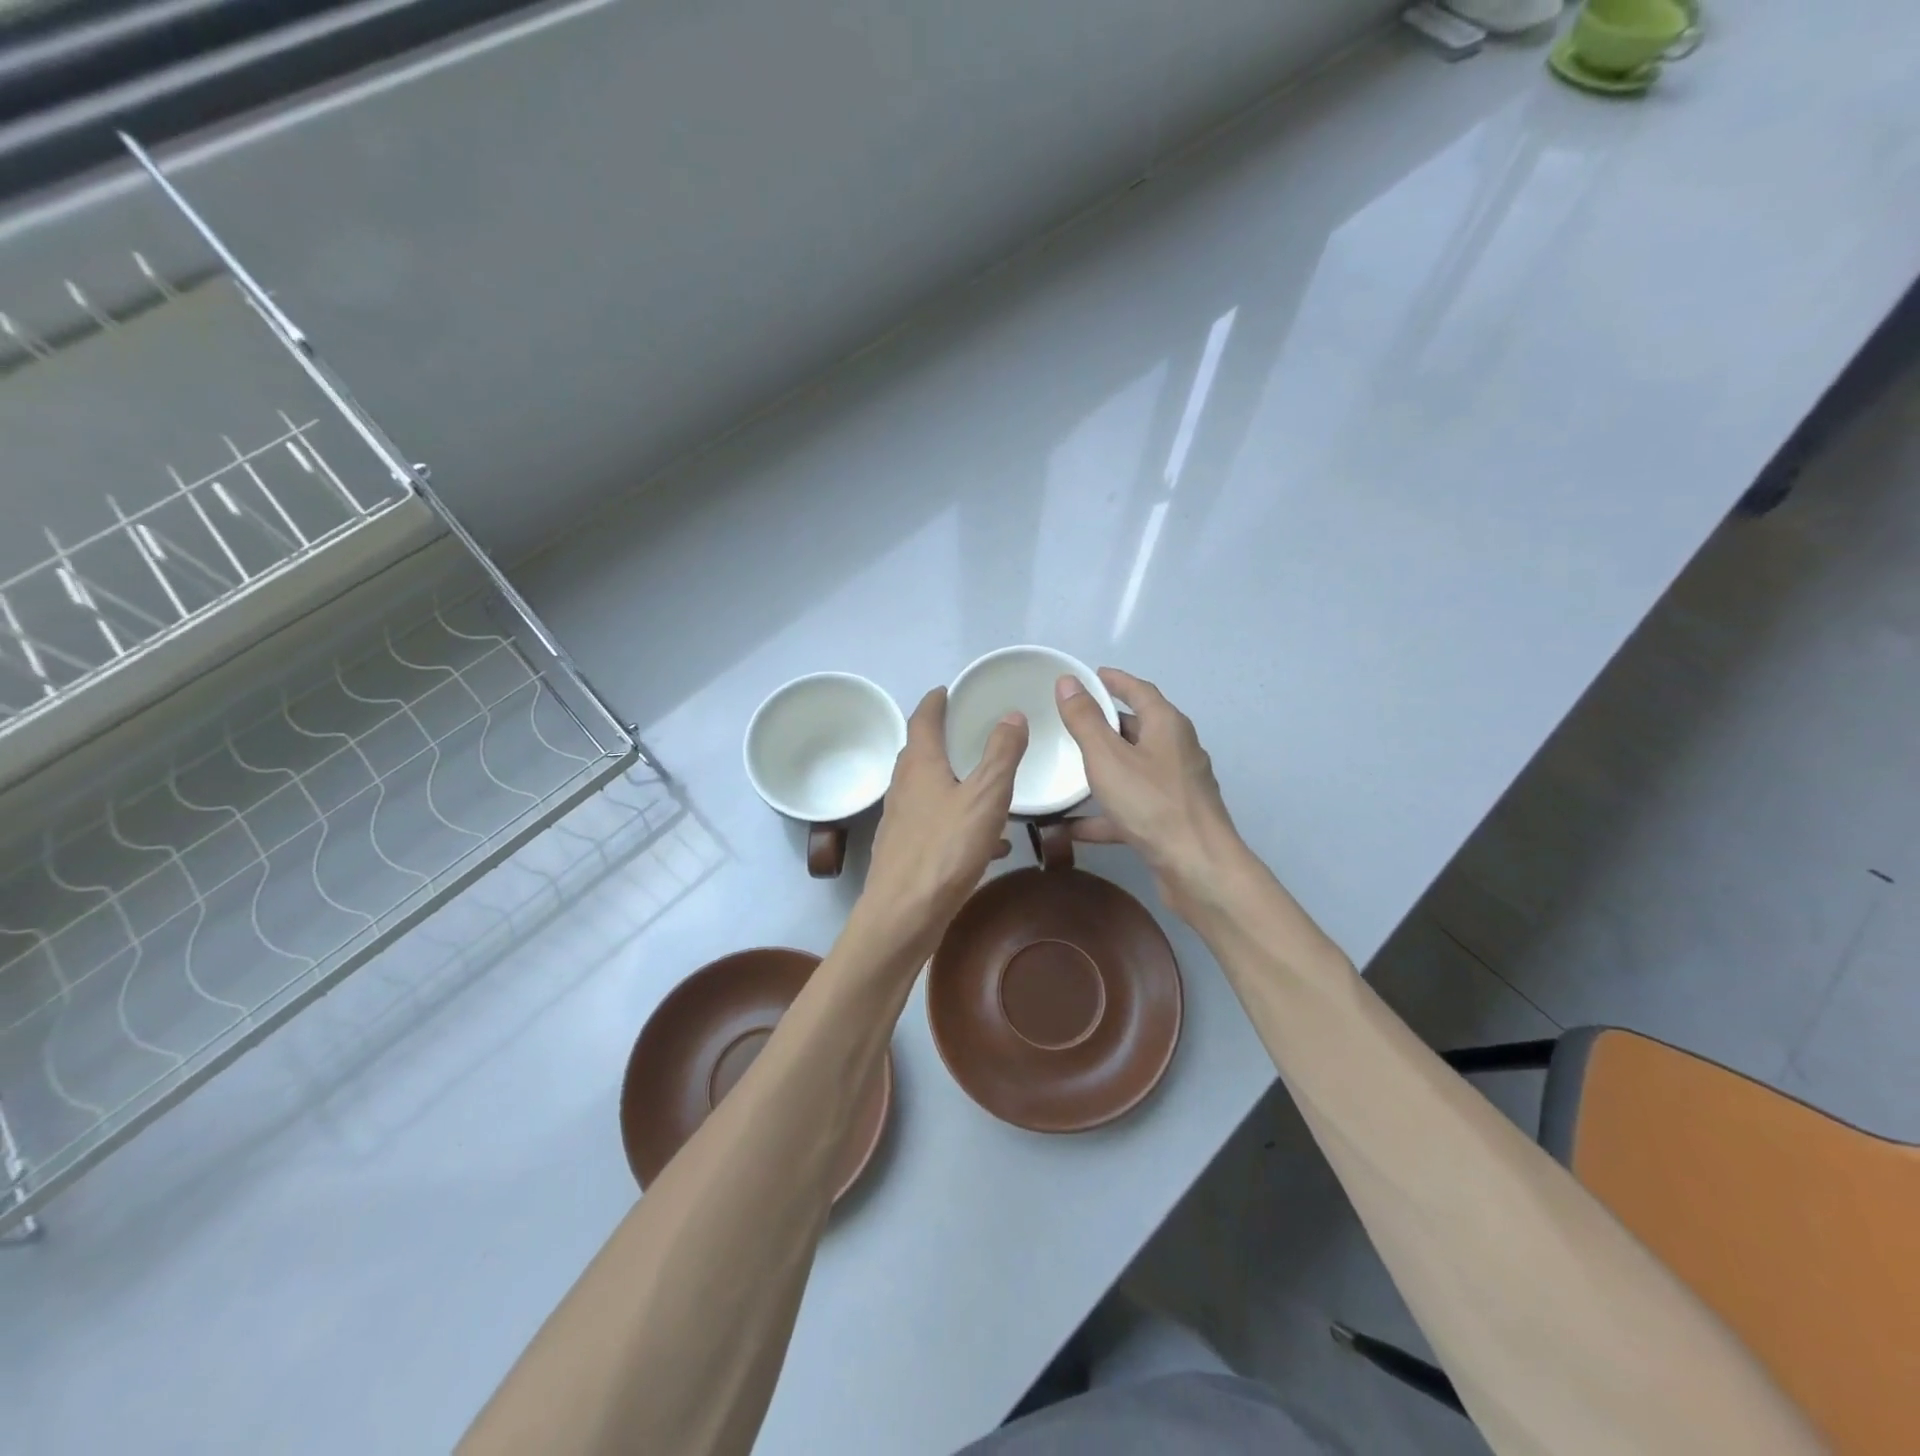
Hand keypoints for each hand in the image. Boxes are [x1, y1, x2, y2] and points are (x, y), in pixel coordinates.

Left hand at [858, 687, 1027, 960]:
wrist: (904, 914)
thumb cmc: (946, 849)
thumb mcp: (985, 797)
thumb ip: (1001, 755)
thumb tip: (1011, 714)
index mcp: (920, 766)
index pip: (922, 720)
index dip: (934, 703)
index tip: (945, 691)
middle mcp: (903, 788)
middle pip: (918, 754)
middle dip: (938, 739)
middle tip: (963, 729)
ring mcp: (901, 821)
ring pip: (926, 790)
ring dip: (950, 780)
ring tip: (980, 782)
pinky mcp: (905, 851)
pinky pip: (935, 824)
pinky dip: (957, 820)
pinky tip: (987, 842)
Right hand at [1055, 668, 1247, 916]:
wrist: (1197, 868)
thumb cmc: (1152, 804)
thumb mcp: (1108, 757)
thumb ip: (1085, 720)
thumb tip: (1068, 682)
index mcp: (1167, 726)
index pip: (1140, 690)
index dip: (1114, 680)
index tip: (1090, 675)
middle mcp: (1176, 750)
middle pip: (1137, 729)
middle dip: (1105, 724)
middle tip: (1070, 721)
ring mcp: (1175, 787)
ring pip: (1132, 769)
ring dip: (1102, 769)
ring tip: (1066, 768)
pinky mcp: (1169, 820)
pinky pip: (1129, 807)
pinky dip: (1102, 812)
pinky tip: (1067, 826)